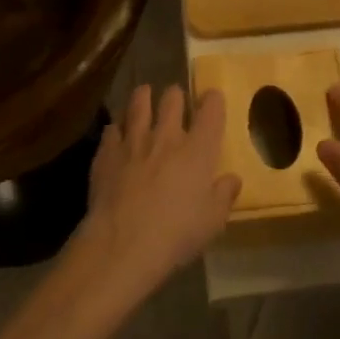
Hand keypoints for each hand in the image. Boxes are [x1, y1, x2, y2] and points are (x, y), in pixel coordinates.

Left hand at [73, 84, 239, 303]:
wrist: (123, 243)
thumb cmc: (176, 234)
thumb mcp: (212, 222)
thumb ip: (224, 195)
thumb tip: (232, 179)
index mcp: (198, 149)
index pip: (211, 109)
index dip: (213, 99)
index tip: (212, 99)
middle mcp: (166, 135)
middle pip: (172, 98)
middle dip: (176, 96)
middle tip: (175, 100)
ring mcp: (134, 140)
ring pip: (139, 103)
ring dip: (143, 97)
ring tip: (144, 95)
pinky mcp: (107, 151)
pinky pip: (112, 128)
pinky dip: (116, 128)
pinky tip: (116, 132)